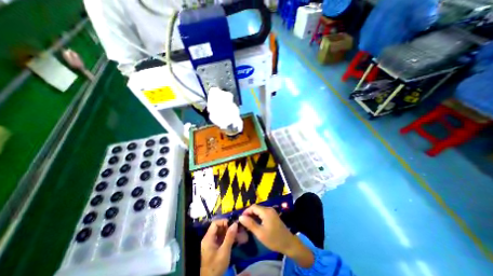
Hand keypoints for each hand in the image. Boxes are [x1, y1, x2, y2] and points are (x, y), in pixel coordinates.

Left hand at [201, 219, 237, 275]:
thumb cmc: (215, 267)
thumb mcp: (224, 252)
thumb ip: (229, 237)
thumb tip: (235, 224)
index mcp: (208, 238)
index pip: (215, 223)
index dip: (224, 222)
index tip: (233, 225)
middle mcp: (208, 239)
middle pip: (218, 228)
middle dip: (229, 228)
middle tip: (238, 230)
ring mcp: (210, 244)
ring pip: (220, 234)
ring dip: (229, 233)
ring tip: (239, 235)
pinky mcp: (213, 249)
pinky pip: (220, 240)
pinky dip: (227, 239)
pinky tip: (235, 241)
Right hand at [239, 204, 295, 254]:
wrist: (288, 243)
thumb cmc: (274, 239)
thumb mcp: (260, 233)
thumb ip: (250, 224)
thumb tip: (240, 217)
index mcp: (266, 211)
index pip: (253, 207)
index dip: (246, 212)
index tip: (241, 219)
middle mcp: (269, 209)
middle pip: (256, 208)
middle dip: (249, 214)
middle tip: (243, 223)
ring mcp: (271, 211)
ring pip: (259, 210)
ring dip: (253, 215)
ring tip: (248, 224)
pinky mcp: (273, 215)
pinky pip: (263, 213)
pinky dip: (258, 217)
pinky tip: (255, 224)